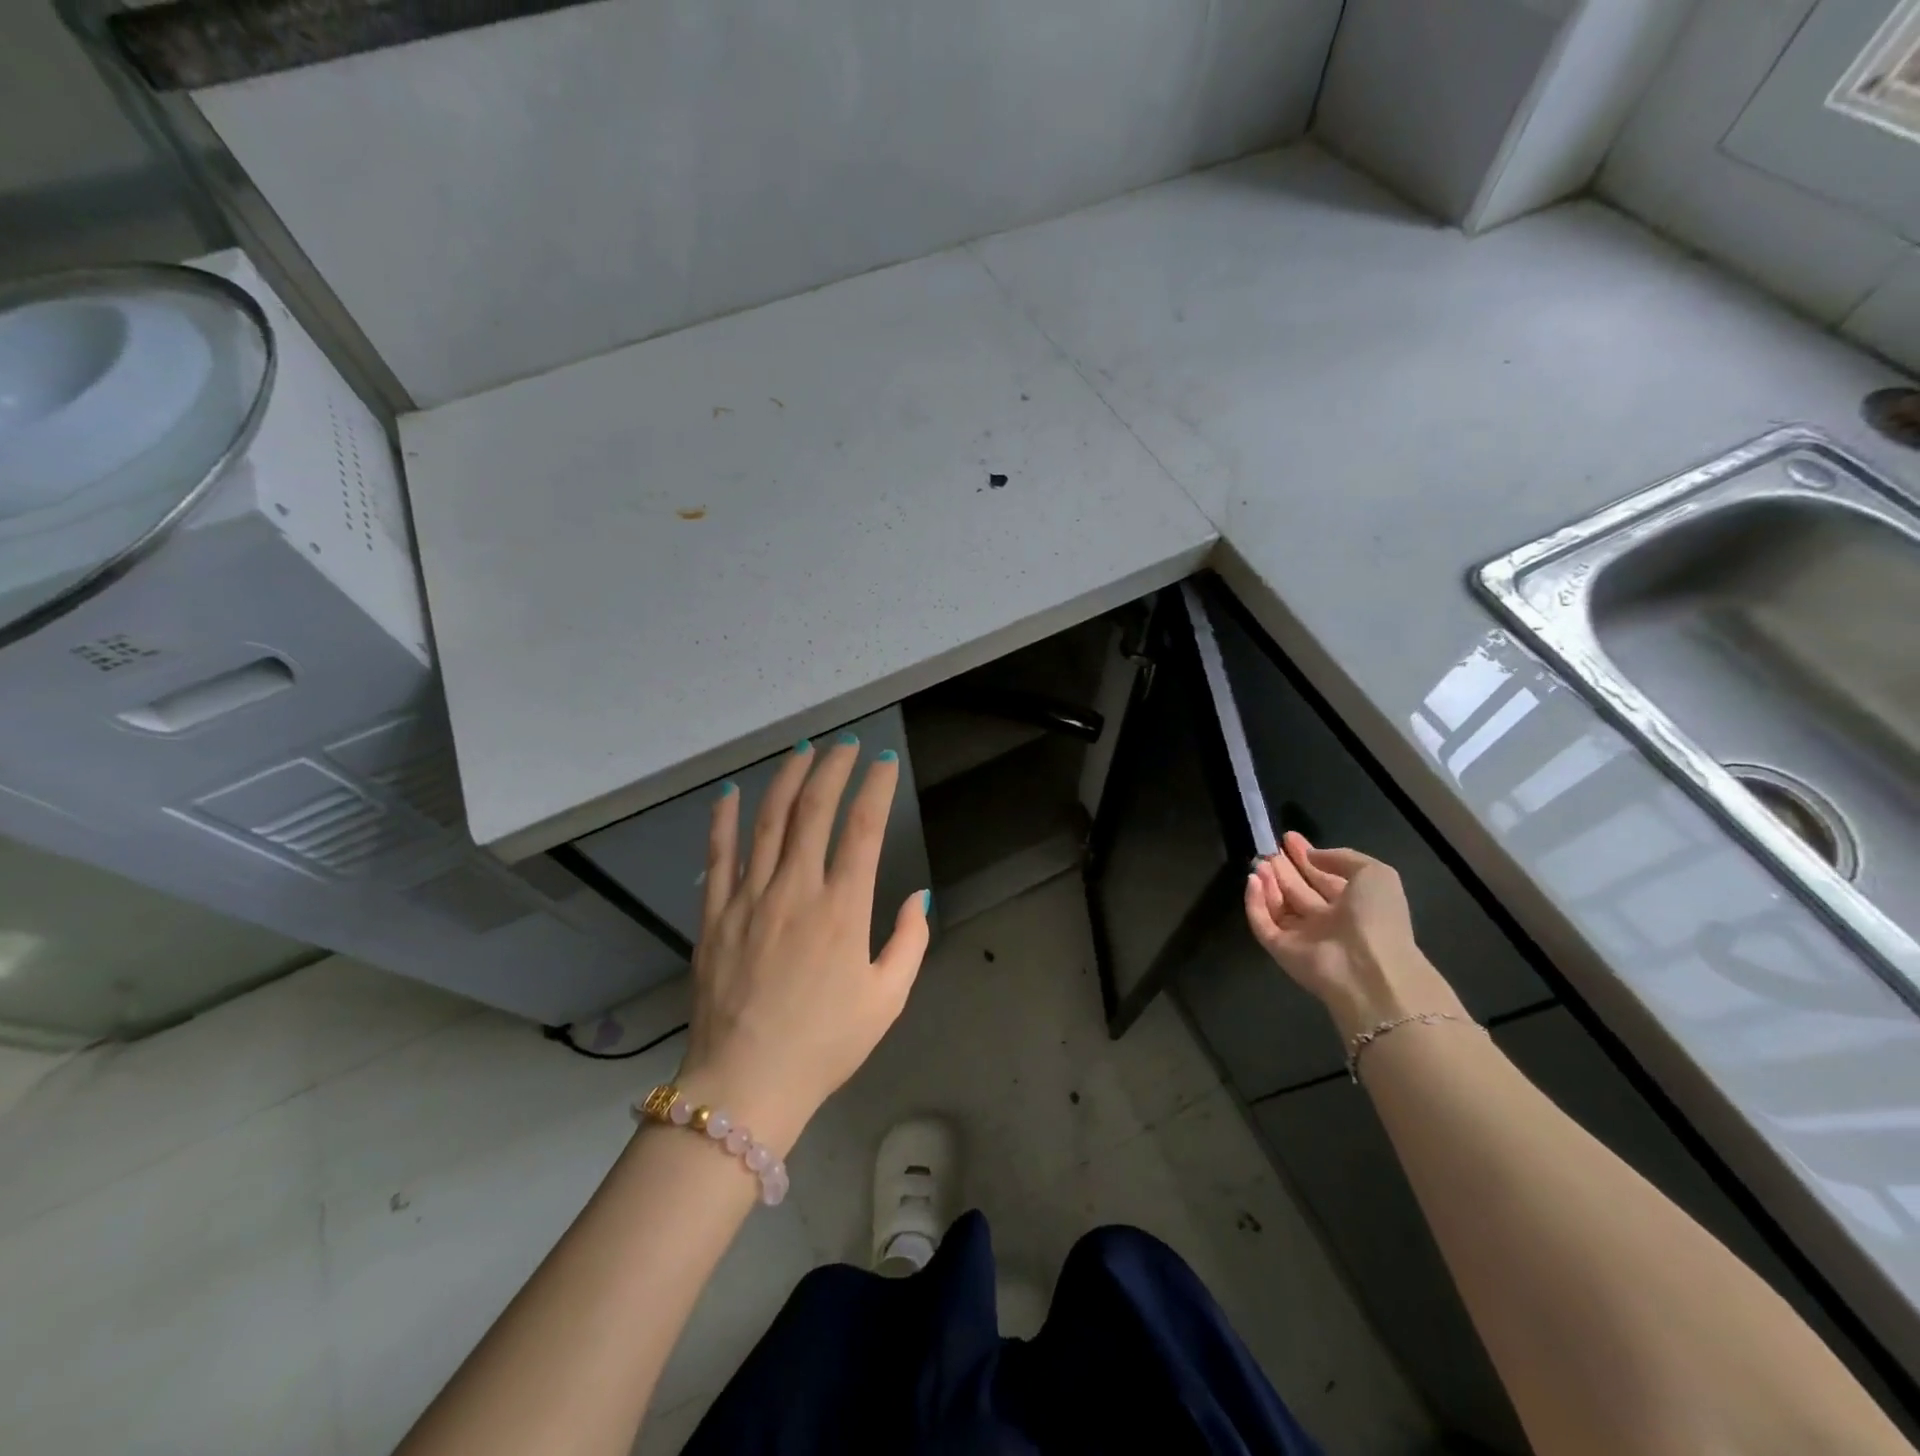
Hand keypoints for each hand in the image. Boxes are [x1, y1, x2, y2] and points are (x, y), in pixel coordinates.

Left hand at [677, 738, 929, 1154]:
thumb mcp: (887, 999)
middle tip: (846, 744)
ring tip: (802, 751)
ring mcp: (749, 898)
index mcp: (842, 910)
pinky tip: (731, 792)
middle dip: (833, 768)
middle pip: (813, 810)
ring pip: (768, 821)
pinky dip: (724, 820)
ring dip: (786, 779)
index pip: (863, 828)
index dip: (876, 787)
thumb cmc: (825, 1044)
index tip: (885, 762)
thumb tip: (918, 895)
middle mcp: (795, 890)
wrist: (746, 1085)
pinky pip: (718, 856)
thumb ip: (909, 942)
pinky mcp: (714, 915)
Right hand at [1243, 831, 1460, 1038]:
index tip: (1289, 837)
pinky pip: (1262, 922)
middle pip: (1298, 891)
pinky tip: (1252, 880)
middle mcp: (1326, 921)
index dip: (1307, 856)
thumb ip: (1342, 858)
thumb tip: (1312, 855)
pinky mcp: (1280, 949)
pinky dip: (1254, 902)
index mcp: (1353, 905)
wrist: (1367, 968)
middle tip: (1268, 848)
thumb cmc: (1376, 916)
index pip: (1323, 877)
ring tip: (1259, 862)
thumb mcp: (1374, 874)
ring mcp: (1302, 936)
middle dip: (1284, 869)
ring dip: (1268, 882)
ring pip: (1278, 905)